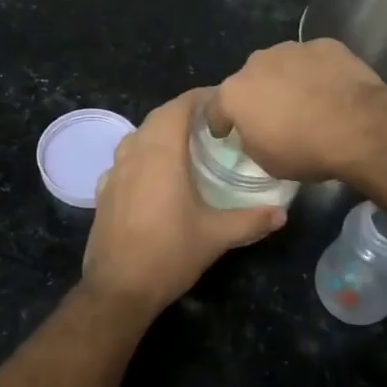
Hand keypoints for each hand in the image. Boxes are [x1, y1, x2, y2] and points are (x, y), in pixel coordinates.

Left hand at [82, 88, 284, 314]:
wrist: (118, 289)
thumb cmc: (169, 254)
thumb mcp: (215, 236)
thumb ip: (250, 220)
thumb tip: (282, 213)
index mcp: (161, 153)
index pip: (179, 106)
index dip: (201, 97)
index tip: (224, 100)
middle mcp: (134, 153)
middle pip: (158, 117)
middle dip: (184, 112)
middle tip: (213, 121)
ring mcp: (114, 172)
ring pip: (139, 136)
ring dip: (162, 131)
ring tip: (188, 143)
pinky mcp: (104, 191)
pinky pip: (126, 158)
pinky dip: (144, 153)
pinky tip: (158, 173)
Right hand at [210, 39, 386, 182]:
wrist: (359, 126)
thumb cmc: (305, 150)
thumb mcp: (267, 162)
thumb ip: (252, 140)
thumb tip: (255, 132)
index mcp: (235, 93)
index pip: (215, 108)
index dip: (220, 122)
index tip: (225, 132)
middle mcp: (256, 63)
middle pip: (249, 80)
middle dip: (257, 96)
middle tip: (273, 116)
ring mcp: (291, 49)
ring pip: (281, 65)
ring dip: (287, 80)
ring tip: (305, 101)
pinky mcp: (324, 44)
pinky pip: (313, 60)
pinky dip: (316, 72)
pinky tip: (330, 89)